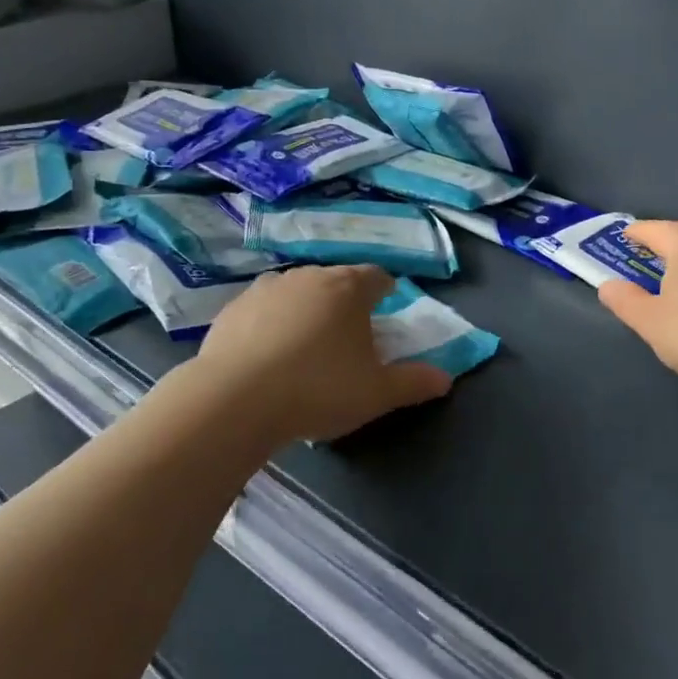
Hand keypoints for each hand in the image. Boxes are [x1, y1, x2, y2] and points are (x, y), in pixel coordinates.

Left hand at [189, 265, 451, 443]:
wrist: (233, 401)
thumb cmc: (318, 390)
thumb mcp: (377, 394)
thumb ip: (414, 383)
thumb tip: (446, 379)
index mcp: (348, 288)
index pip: (377, 276)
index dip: (385, 292)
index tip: (386, 311)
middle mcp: (308, 277)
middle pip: (336, 281)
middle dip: (346, 302)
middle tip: (349, 337)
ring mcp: (265, 289)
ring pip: (297, 292)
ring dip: (307, 310)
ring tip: (306, 347)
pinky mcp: (231, 310)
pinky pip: (262, 311)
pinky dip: (271, 325)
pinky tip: (268, 356)